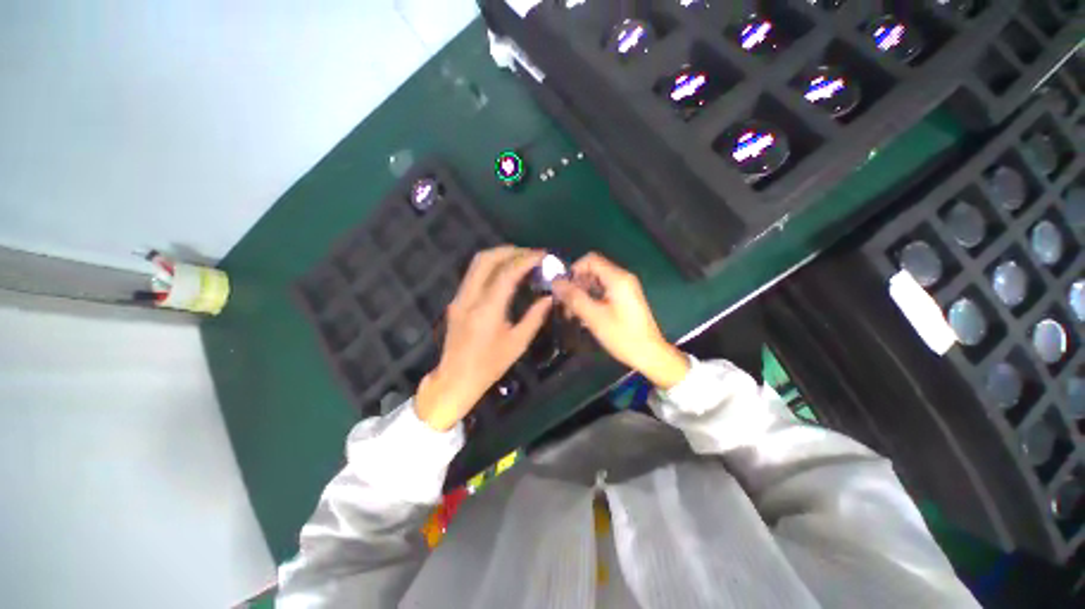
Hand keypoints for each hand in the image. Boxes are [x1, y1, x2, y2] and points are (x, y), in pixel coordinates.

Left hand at [415, 246, 552, 430]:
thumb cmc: (489, 365)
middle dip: (510, 251)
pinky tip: (506, 273)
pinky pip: (474, 274)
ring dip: (500, 255)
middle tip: (531, 254)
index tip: (542, 255)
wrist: (455, 379)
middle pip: (486, 259)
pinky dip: (492, 266)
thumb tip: (549, 297)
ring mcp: (460, 297)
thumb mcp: (517, 343)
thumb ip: (534, 317)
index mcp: (487, 310)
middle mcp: (470, 298)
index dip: (525, 260)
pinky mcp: (457, 300)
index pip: (506, 273)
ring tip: (521, 259)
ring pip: (477, 263)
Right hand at [551, 253, 688, 389]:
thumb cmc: (622, 336)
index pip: (590, 259)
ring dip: (582, 293)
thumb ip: (574, 297)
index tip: (563, 287)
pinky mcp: (625, 299)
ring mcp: (625, 289)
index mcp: (617, 278)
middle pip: (593, 270)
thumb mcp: (594, 317)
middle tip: (564, 303)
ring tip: (571, 312)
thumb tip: (555, 283)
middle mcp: (622, 278)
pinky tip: (583, 315)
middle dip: (576, 284)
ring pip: (597, 282)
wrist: (650, 354)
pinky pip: (603, 292)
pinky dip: (591, 299)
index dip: (574, 270)